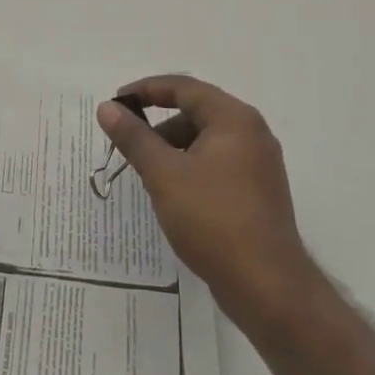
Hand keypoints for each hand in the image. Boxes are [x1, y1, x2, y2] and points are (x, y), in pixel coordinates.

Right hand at [98, 75, 314, 328]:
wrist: (267, 286)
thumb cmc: (213, 220)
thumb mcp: (164, 175)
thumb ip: (134, 137)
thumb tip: (107, 108)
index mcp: (234, 119)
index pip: (184, 88)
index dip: (146, 90)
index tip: (116, 103)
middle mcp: (252, 133)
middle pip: (197, 112)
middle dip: (159, 125)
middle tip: (129, 144)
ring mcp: (259, 164)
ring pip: (207, 141)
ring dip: (174, 148)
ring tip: (149, 175)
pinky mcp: (258, 192)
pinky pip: (218, 164)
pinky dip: (192, 167)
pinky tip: (174, 194)